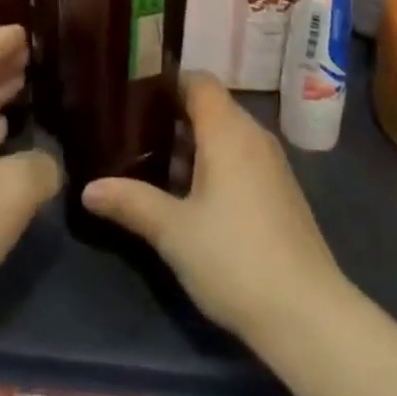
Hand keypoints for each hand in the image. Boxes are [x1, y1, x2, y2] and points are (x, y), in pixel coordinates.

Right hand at [82, 72, 344, 344]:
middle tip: (133, 132)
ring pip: (226, 133)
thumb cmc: (234, 259)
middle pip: (211, 105)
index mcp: (227, 129)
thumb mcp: (174, 232)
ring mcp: (272, 163)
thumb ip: (131, 202)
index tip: (133, 95)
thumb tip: (88, 189)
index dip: (167, 81)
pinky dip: (216, 162)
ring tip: (154, 163)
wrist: (308, 315)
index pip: (198, 80)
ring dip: (194, 143)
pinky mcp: (281, 191)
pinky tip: (193, 196)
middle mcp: (253, 134)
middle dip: (173, 116)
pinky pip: (242, 157)